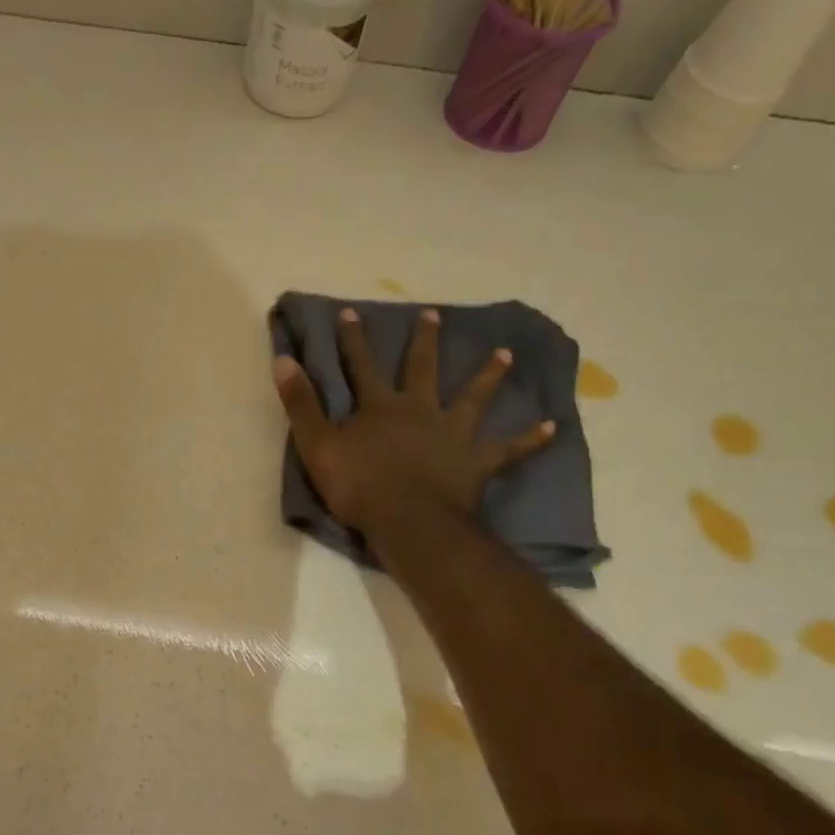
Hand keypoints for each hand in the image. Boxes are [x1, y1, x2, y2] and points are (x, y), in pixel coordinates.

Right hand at [273, 307, 554, 542]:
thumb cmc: (359, 486)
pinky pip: (508, 450)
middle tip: (433, 314)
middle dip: (424, 341)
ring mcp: (452, 434)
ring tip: (505, 353)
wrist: (409, 522)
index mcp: (379, 406)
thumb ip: (301, 403)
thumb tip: (283, 359)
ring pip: (473, 398)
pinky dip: (529, 439)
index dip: (353, 340)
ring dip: (488, 375)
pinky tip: (551, 427)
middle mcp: (419, 410)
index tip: (351, 312)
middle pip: (421, 369)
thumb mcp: (317, 444)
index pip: (361, 365)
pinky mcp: (475, 462)